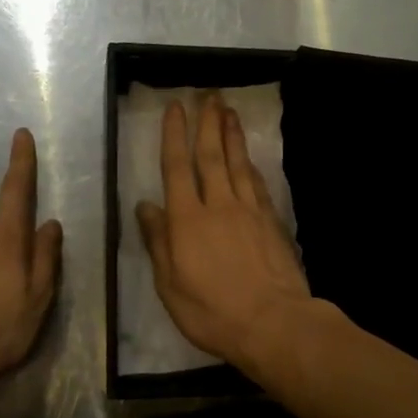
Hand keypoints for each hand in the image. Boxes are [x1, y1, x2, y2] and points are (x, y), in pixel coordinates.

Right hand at [136, 96, 314, 371]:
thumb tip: (145, 206)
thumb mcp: (170, 286)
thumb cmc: (213, 312)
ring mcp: (249, 211)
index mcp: (187, 221)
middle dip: (208, 123)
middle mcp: (218, 205)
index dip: (175, 135)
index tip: (176, 107)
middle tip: (209, 95)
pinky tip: (250, 157)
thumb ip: (158, 243)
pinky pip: (258, 184)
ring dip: (232, 135)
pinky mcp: (271, 221)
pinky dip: (252, 165)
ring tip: (228, 111)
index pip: (177, 168)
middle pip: (211, 156)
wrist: (273, 323)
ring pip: (238, 163)